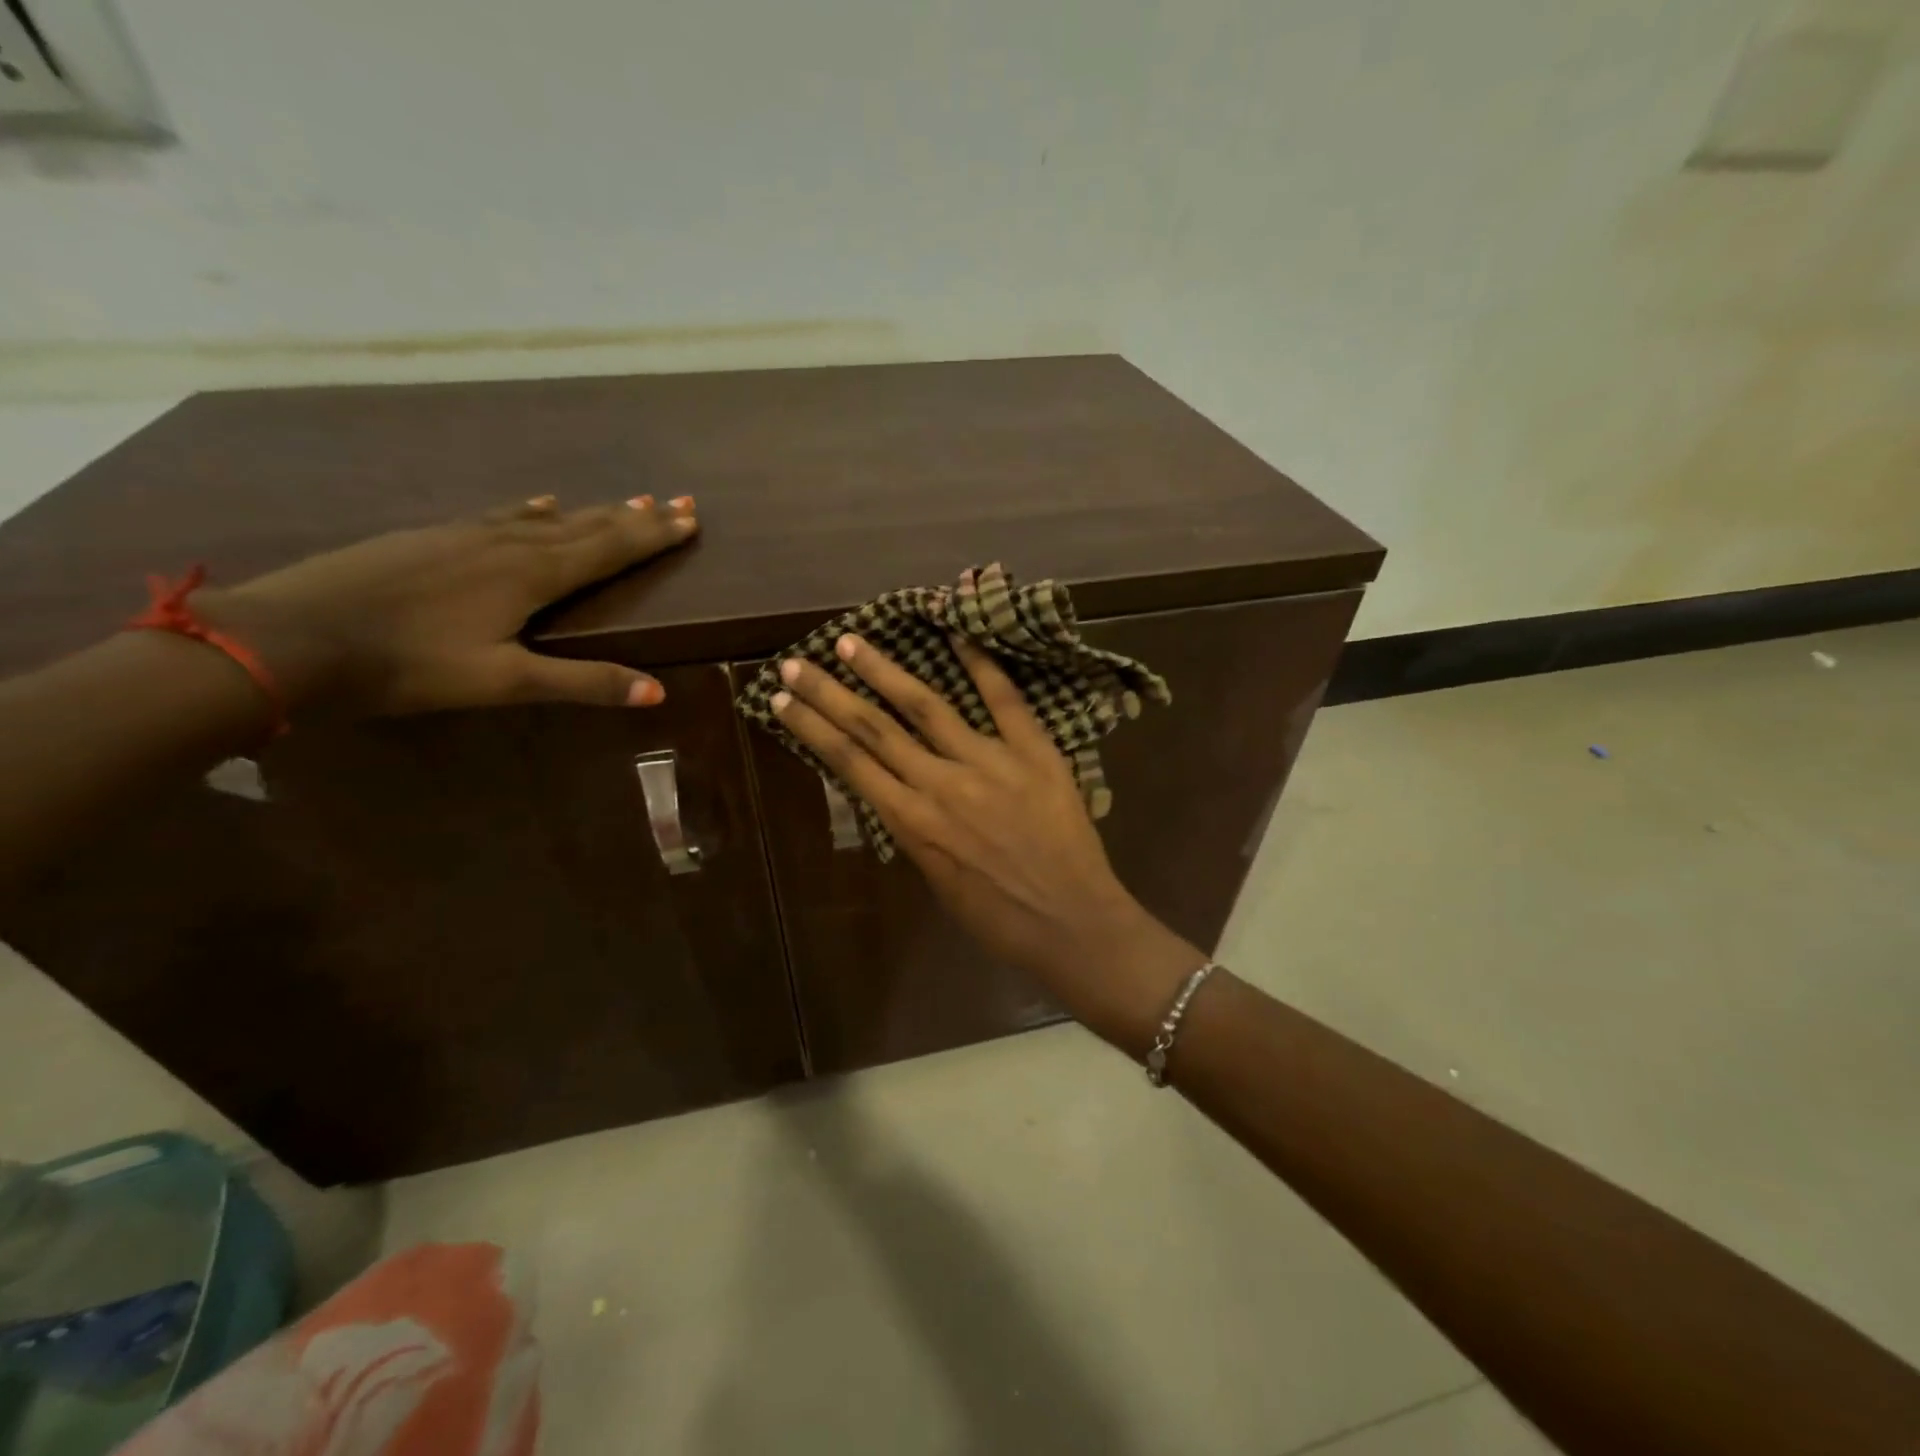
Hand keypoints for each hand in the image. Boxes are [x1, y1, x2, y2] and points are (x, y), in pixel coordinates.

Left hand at [199, 494, 696, 717]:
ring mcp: (466, 535)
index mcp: (531, 575)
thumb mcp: (503, 682)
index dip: (653, 535)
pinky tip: (538, 501)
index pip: (609, 549)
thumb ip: (582, 682)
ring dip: (594, 511)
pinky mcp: (433, 537)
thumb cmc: (407, 665)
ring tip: (629, 499)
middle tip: (679, 501)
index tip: (691, 517)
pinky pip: (503, 515)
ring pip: (548, 517)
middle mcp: (507, 544)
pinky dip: (533, 508)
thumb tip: (658, 692)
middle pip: (587, 525)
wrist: (290, 637)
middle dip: (637, 516)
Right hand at [771, 633, 1203, 1049]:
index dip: (812, 728)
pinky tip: (957, 633)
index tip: (782, 700)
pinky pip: (1004, 700)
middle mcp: (940, 784)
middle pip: (873, 729)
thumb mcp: (938, 881)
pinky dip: (981, 665)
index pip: (850, 763)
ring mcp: (989, 762)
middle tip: (796, 662)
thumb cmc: (1000, 919)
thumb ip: (918, 831)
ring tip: (852, 641)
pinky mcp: (1034, 752)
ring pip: (926, 706)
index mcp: (913, 823)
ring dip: (884, 671)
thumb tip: (902, 793)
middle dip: (829, 693)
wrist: (1072, 924)